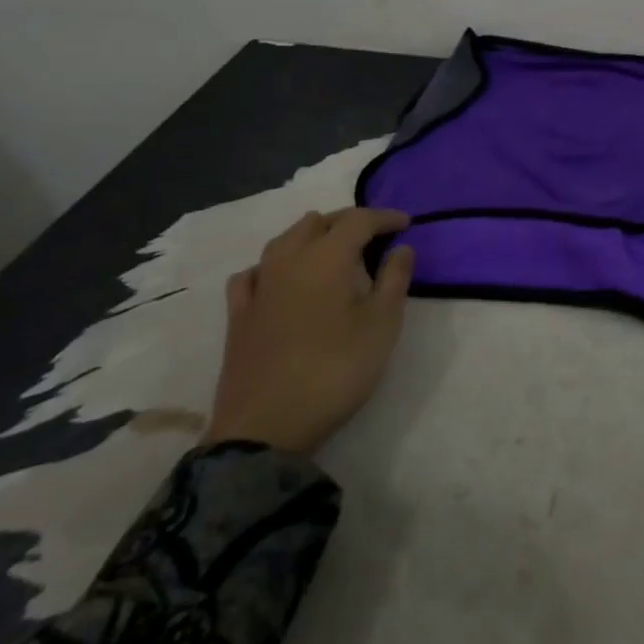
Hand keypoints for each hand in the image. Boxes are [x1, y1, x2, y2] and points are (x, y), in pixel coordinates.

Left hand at [204, 206, 415, 454]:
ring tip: (332, 251)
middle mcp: (289, 260)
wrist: (266, 426)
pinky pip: (254, 272)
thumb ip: (395, 279)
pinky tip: (279, 278)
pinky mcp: (238, 314)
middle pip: (318, 222)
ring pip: (284, 240)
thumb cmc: (336, 370)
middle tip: (374, 237)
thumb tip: (401, 247)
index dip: (384, 217)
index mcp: (327, 257)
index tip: (405, 223)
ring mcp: (259, 285)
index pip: (359, 220)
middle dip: (348, 222)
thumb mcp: (382, 325)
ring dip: (311, 236)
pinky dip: (273, 265)